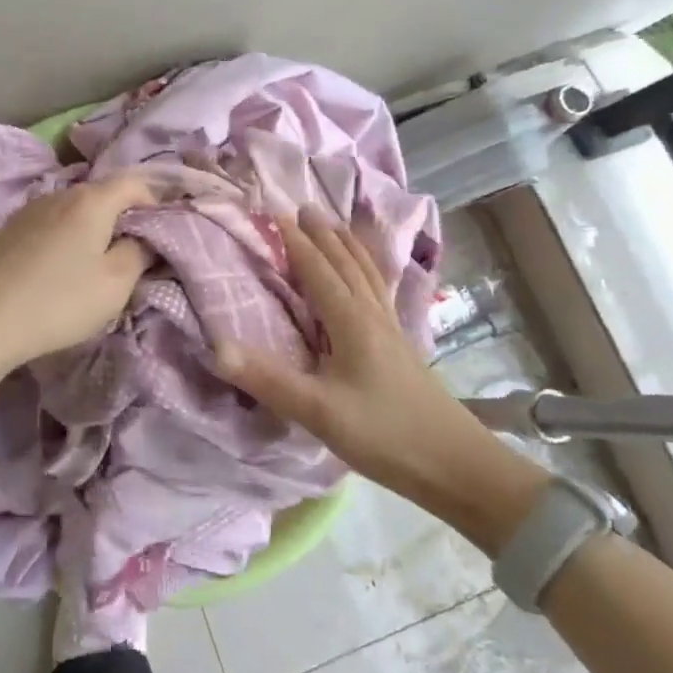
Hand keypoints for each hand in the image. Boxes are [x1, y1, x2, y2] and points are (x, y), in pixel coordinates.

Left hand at [0, 174, 157, 376]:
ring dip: (94, 227)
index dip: (157, 200)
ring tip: (99, 260)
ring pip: (76, 209)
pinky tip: (63, 265)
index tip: (167, 228)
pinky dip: (68, 236)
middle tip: (137, 250)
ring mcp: (30, 209)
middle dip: (125, 216)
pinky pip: (52, 223)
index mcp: (91, 200)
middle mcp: (60, 193)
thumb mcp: (115, 283)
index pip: (135, 183)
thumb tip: (145, 236)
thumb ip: (139, 252)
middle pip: (103, 194)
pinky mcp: (10, 229)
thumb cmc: (60, 301)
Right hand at [215, 208, 549, 553]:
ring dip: (348, 246)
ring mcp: (391, 328)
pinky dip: (368, 269)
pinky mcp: (401, 345)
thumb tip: (215, 346)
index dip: (296, 242)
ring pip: (367, 274)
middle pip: (346, 263)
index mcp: (351, 321)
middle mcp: (372, 314)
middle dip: (323, 234)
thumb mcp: (318, 411)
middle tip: (303, 207)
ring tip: (335, 225)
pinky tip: (370, 278)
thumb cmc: (384, 434)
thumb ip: (267, 379)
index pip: (318, 270)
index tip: (274, 213)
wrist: (456, 465)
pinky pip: (379, 290)